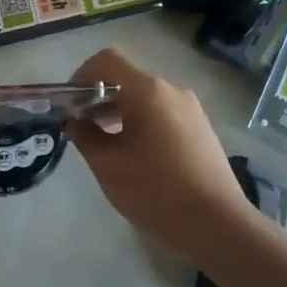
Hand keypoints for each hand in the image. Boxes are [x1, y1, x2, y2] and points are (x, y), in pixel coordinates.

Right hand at [68, 47, 258, 263]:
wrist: (217, 225)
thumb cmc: (155, 192)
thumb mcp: (108, 166)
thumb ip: (84, 136)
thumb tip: (74, 121)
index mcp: (147, 91)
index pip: (106, 61)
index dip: (80, 76)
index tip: (69, 105)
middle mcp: (171, 91)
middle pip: (126, 79)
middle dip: (98, 98)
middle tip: (80, 128)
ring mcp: (191, 109)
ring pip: (145, 98)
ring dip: (119, 112)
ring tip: (104, 144)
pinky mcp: (201, 128)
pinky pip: (163, 113)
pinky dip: (141, 122)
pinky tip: (135, 154)